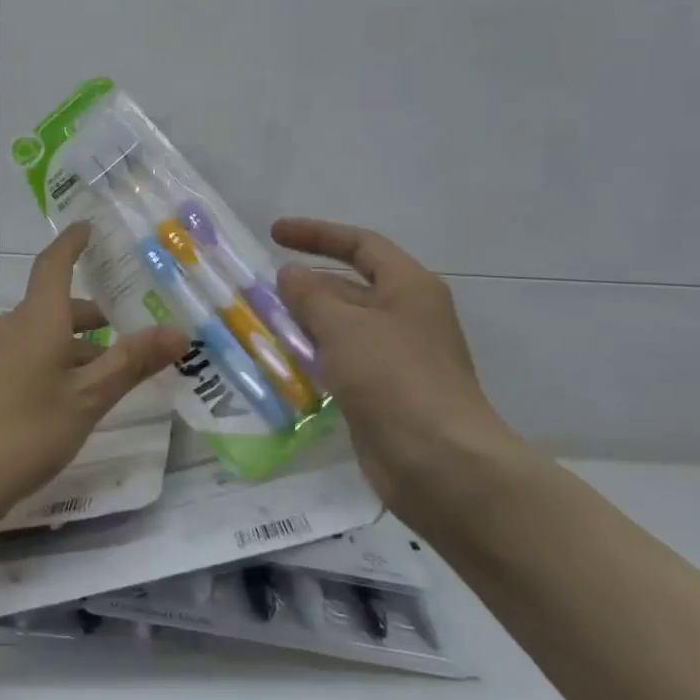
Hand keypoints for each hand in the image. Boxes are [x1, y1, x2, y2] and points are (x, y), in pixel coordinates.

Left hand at [0, 222, 187, 529]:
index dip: (73, 243)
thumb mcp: (88, 399)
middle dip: (93, 318)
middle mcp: (11, 326)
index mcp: (37, 318)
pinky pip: (25, 357)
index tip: (89, 227)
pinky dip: (53, 364)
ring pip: (42, 336)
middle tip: (132, 334)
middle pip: (55, 306)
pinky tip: (68, 401)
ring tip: (108, 378)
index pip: (54, 263)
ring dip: (75, 347)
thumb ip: (132, 362)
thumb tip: (180, 330)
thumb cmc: (24, 431)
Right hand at [272, 217, 523, 525]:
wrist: (441, 465)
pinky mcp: (382, 394)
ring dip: (304, 325)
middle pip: (349, 287)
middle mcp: (405, 316)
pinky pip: (340, 364)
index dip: (317, 234)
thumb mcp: (345, 326)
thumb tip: (290, 276)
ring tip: (258, 325)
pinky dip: (312, 359)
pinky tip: (279, 365)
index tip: (274, 234)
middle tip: (258, 290)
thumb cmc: (395, 379)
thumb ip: (311, 296)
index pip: (361, 245)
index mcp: (409, 287)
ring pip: (341, 328)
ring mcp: (395, 358)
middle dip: (305, 286)